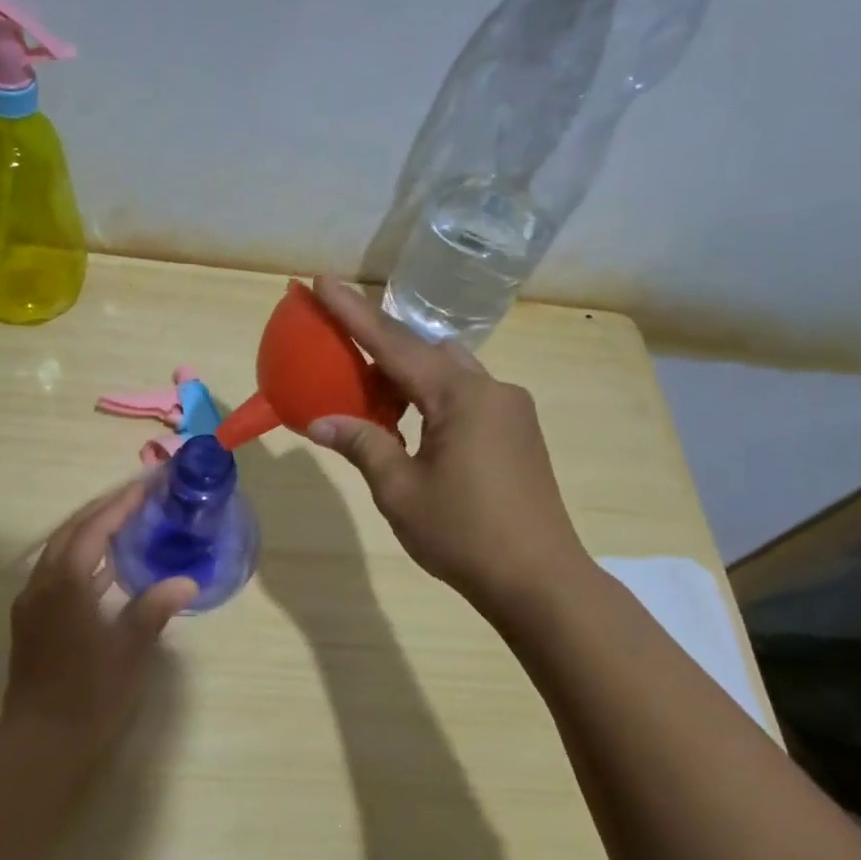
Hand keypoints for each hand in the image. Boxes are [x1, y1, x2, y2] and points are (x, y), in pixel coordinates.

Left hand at [1, 483, 197, 755]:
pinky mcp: (30, 622)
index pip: (94, 529)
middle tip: (137, 498)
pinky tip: (105, 571)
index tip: (147, 487)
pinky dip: (80, 560)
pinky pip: (56, 574)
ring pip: (59, 552)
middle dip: (102, 511)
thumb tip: (185, 582)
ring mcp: (31, 604)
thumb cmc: (89, 696)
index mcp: (65, 584)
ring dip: (89, 533)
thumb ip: (154, 610)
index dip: (120, 506)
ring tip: (125, 524)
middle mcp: (41, 585)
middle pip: (70, 532)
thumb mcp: (129, 652)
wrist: (40, 743)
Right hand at [305, 275, 590, 609]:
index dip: (352, 313)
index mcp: (460, 396)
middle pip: (427, 351)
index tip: (322, 280)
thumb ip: (362, 445)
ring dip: (410, 379)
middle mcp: (491, 389)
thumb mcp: (399, 490)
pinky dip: (433, 400)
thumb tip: (321, 421)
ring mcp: (512, 410)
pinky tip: (414, 431)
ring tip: (375, 408)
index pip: (393, 344)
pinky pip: (468, 397)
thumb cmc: (462, 534)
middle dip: (383, 350)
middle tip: (344, 365)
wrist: (539, 579)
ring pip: (450, 374)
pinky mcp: (520, 432)